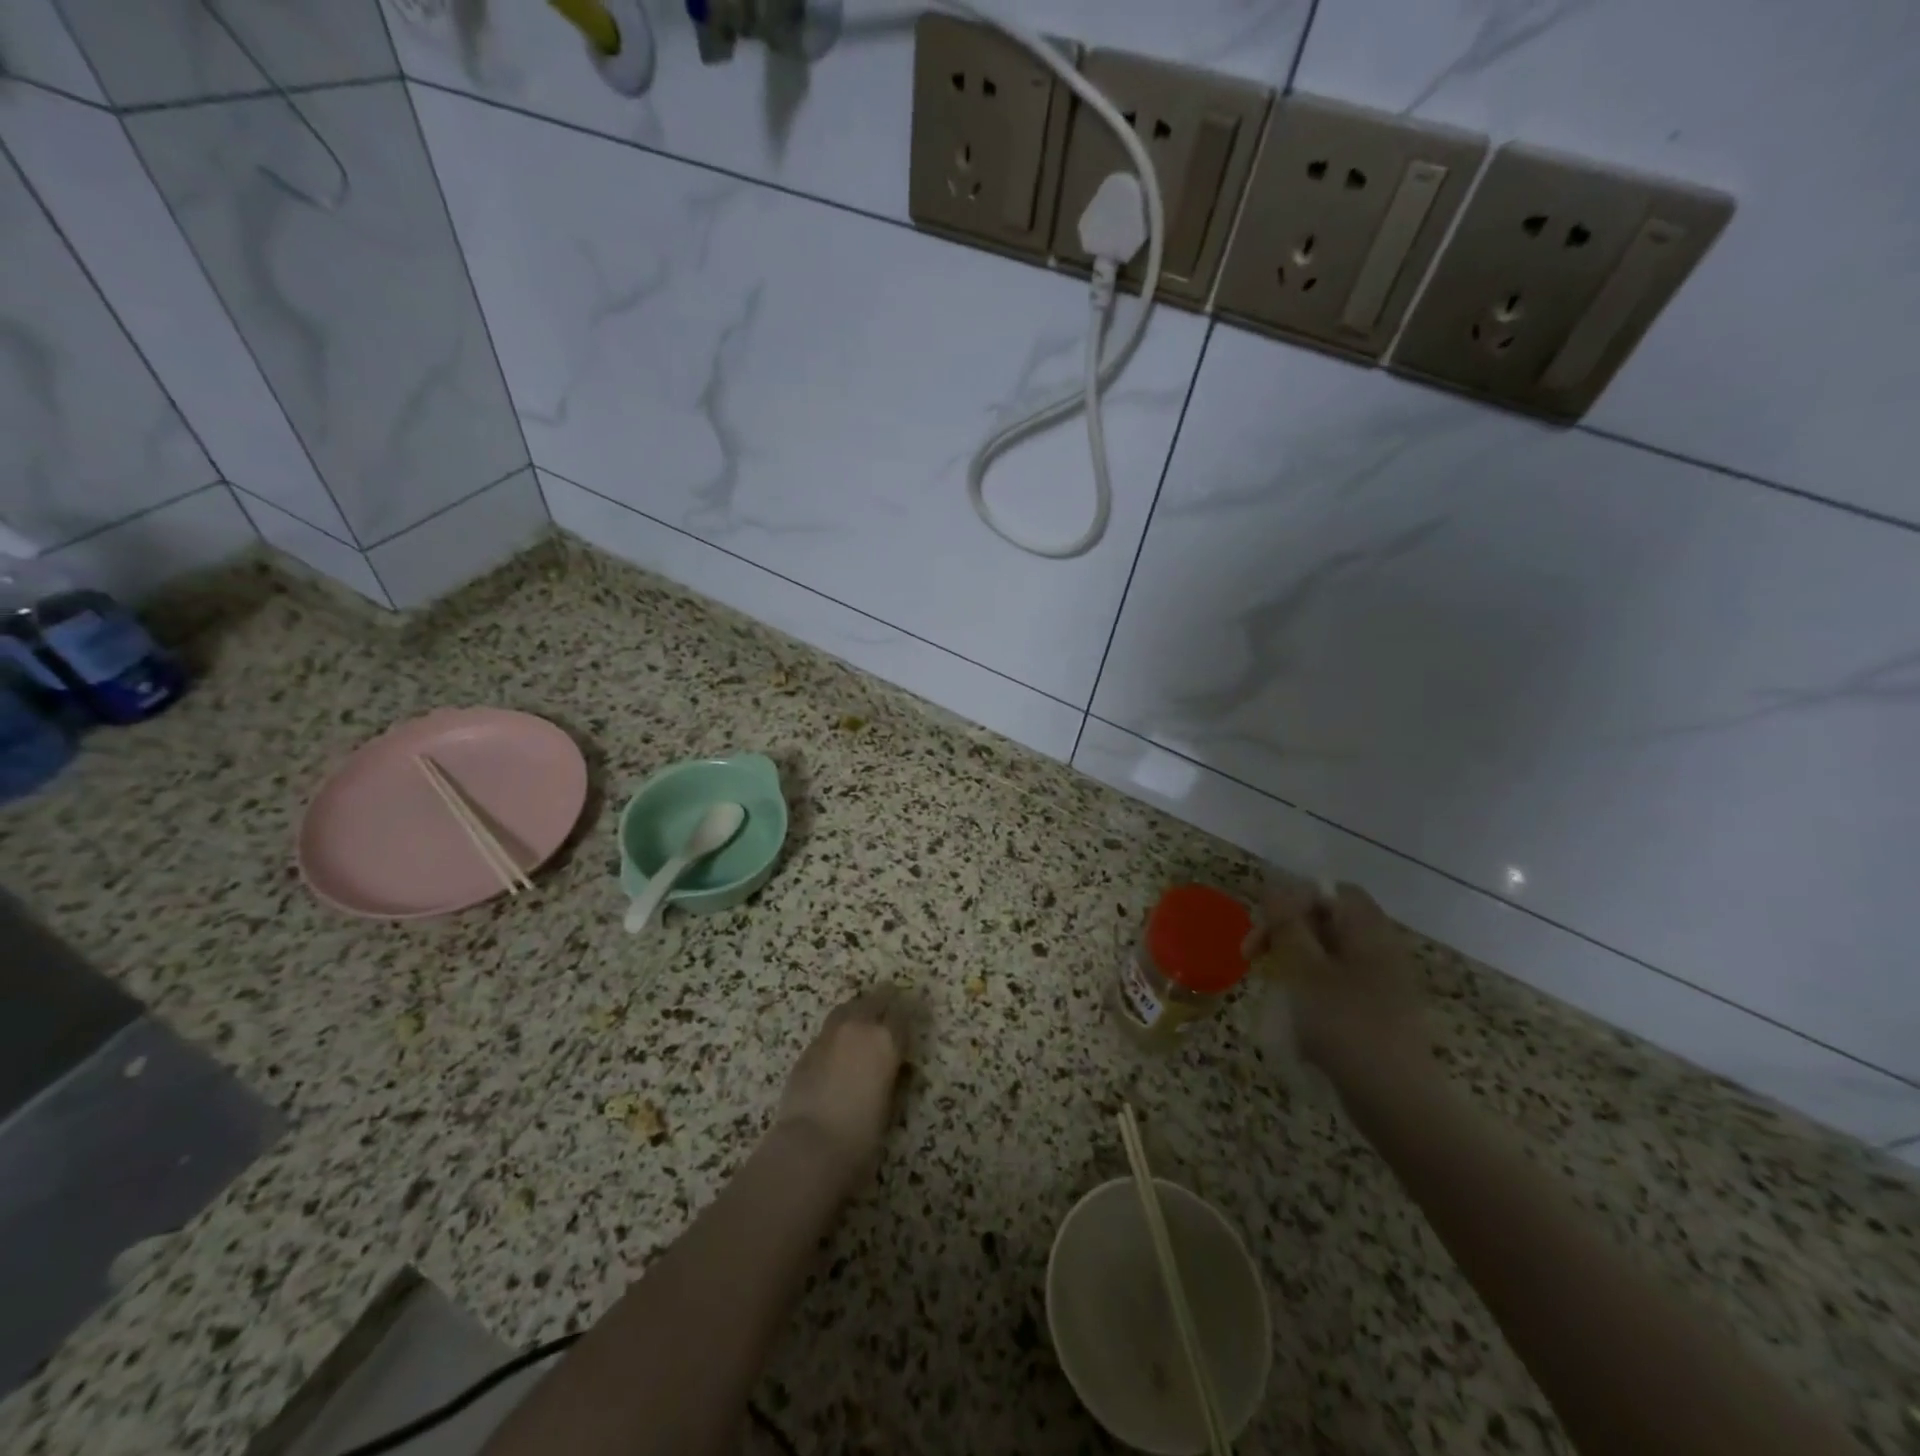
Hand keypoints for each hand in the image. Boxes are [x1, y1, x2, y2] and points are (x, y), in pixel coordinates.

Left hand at [772, 986, 917, 1183]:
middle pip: (876, 998)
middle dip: (886, 1000)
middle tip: (892, 1009)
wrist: (810, 1145)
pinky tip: (839, 1051)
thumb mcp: (891, 1105)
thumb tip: (895, 1066)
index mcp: (886, 1039)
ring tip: (864, 1024)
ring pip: (849, 1007)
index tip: (915, 1017)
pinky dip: (839, 1033)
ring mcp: (830, 1034)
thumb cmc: (861, 1134)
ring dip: (860, 1010)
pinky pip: (829, 1030)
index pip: (904, 1012)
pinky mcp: (808, 1048)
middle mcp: (859, 1027)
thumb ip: (894, 1076)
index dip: (911, 1014)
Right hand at [1243, 877, 1426, 1071]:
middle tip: (1252, 956)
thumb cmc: (1344, 1024)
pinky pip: (1338, 984)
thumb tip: (1274, 889)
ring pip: (1329, 955)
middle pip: (1328, 921)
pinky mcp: (1378, 1013)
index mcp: (1369, 931)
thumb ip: (1287, 925)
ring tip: (1272, 985)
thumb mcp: (1304, 969)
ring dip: (1294, 962)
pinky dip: (1311, 988)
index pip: (1331, 892)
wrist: (1395, 1100)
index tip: (1264, 926)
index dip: (1294, 900)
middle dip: (1286, 932)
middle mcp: (1381, 950)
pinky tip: (1296, 1014)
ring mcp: (1383, 983)